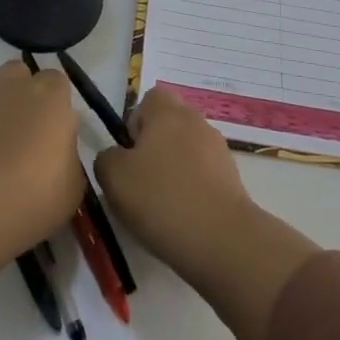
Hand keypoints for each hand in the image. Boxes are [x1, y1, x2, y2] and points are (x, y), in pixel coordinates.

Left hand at [0, 61, 85, 331]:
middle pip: (21, 77)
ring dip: (3, 121)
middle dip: (28, 98)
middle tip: (36, 141)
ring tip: (8, 165)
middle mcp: (15, 90)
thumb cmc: (35, 196)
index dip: (63, 108)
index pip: (61, 83)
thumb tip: (57, 160)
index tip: (65, 139)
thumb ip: (69, 164)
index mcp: (52, 96)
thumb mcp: (74, 188)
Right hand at [95, 86, 319, 339]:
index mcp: (168, 112)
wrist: (222, 239)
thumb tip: (116, 157)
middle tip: (141, 182)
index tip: (129, 155)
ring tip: (162, 205)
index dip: (135, 123)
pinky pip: (203, 174)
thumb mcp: (114, 178)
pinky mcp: (232, 178)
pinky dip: (193, 189)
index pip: (149, 100)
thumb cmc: (161, 199)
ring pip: (187, 150)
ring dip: (174, 169)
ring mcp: (219, 149)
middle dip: (154, 148)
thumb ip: (106, 158)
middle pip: (169, 125)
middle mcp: (196, 121)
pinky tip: (184, 217)